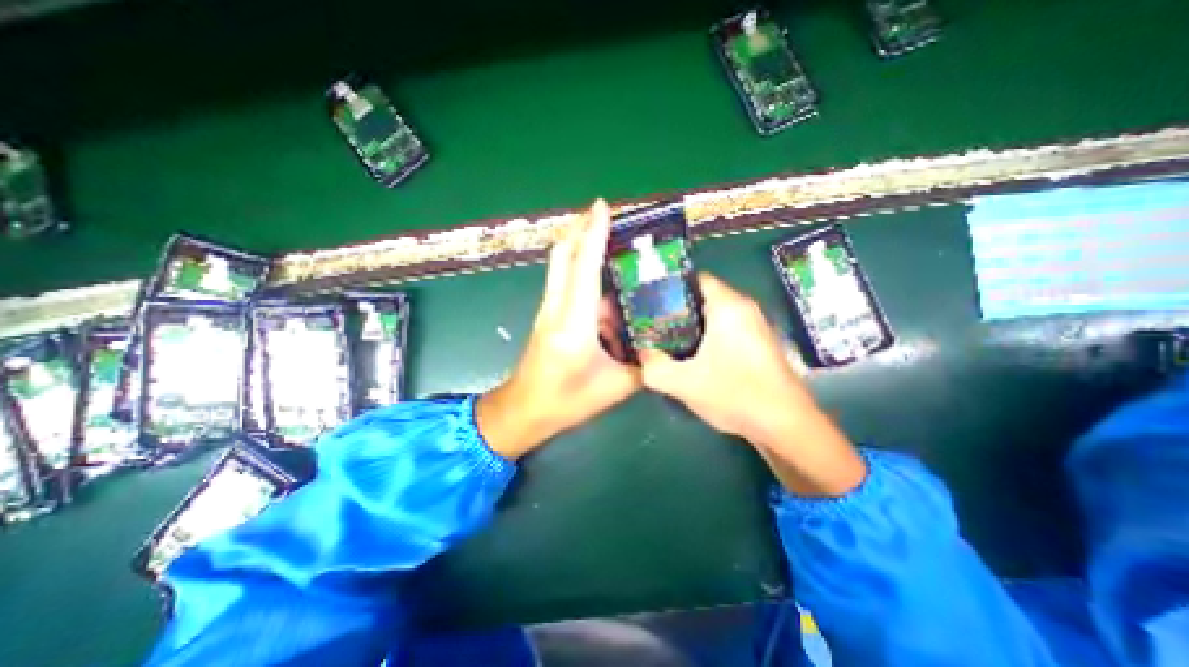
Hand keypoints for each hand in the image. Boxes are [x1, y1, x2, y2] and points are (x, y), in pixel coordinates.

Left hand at [477, 199, 645, 458]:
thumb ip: (642, 361)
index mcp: (574, 325)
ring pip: (560, 265)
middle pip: (563, 256)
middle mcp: (556, 308)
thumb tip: (657, 340)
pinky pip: (562, 280)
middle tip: (606, 214)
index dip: (593, 234)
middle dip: (581, 228)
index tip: (602, 206)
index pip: (585, 269)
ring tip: (608, 238)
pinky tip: (601, 277)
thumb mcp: (616, 387)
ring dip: (579, 245)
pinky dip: (578, 266)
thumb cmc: (567, 402)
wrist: (524, 410)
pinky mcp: (546, 314)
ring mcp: (547, 309)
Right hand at [640, 273, 866, 496]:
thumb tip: (640, 353)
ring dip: (691, 326)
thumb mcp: (683, 383)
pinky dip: (708, 337)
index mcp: (728, 306)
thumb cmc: (735, 394)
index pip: (695, 279)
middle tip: (652, 325)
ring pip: (714, 315)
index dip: (668, 287)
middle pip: (702, 297)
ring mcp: (755, 326)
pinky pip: (726, 330)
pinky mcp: (759, 344)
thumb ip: (653, 366)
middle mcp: (745, 308)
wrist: (786, 426)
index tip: (648, 302)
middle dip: (675, 310)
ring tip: (667, 341)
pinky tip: (694, 358)